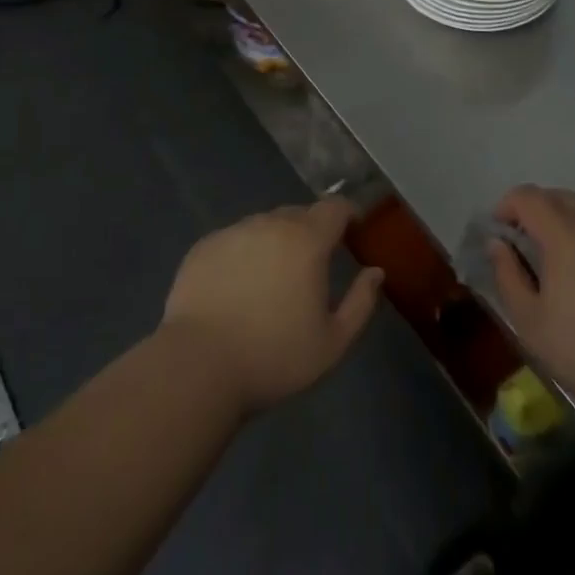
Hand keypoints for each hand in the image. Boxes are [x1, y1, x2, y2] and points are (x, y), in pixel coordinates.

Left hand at [161, 198, 384, 416]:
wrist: (198, 366)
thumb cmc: (274, 357)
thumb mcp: (333, 342)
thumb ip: (361, 302)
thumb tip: (376, 272)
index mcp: (306, 241)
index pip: (335, 207)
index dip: (348, 214)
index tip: (353, 230)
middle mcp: (270, 224)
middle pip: (299, 213)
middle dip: (312, 230)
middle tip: (313, 263)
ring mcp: (233, 232)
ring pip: (265, 225)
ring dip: (277, 240)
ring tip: (273, 276)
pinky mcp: (204, 247)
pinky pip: (235, 239)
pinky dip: (245, 252)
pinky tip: (238, 285)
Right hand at [489, 185, 574, 427]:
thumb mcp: (531, 324)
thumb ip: (507, 276)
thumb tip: (498, 244)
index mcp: (565, 232)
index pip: (527, 196)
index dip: (507, 207)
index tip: (501, 234)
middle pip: (559, 198)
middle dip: (538, 214)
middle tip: (531, 251)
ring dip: (570, 227)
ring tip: (568, 269)